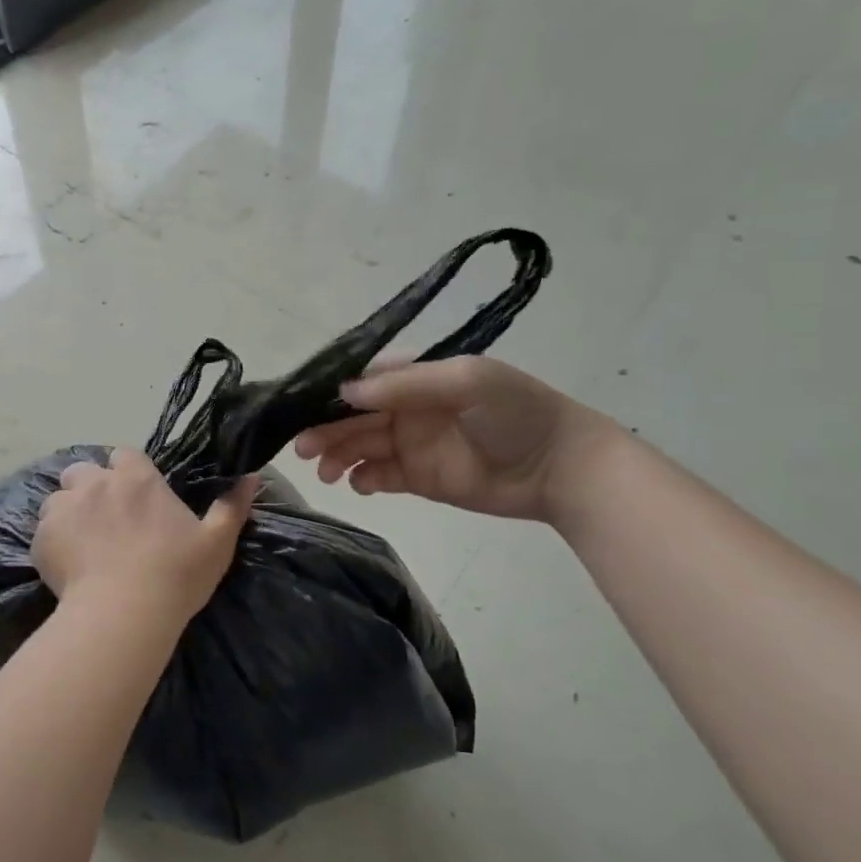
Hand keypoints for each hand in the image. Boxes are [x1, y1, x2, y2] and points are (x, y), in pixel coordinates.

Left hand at [33, 449, 260, 625]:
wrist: (123, 615)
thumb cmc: (176, 575)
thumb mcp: (217, 542)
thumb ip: (233, 505)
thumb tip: (252, 474)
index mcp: (137, 479)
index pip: (125, 456)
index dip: (128, 473)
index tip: (137, 498)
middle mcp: (96, 484)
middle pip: (85, 471)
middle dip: (92, 487)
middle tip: (107, 521)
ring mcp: (64, 509)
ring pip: (59, 498)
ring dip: (69, 512)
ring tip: (84, 543)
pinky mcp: (42, 538)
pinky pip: (43, 530)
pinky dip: (54, 541)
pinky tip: (69, 566)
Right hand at [293, 357, 618, 523]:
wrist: (562, 468)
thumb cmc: (516, 414)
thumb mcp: (466, 382)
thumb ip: (405, 385)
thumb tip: (345, 392)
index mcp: (416, 377)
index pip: (362, 382)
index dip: (329, 395)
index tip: (298, 409)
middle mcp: (407, 408)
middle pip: (353, 417)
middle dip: (325, 430)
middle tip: (302, 450)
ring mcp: (411, 444)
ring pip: (360, 447)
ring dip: (338, 456)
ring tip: (325, 473)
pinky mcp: (419, 478)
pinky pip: (380, 476)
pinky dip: (363, 479)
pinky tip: (357, 484)